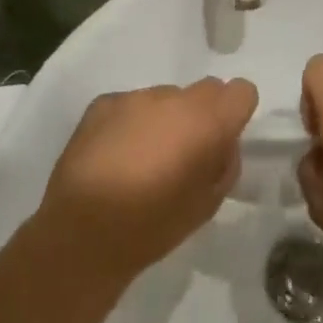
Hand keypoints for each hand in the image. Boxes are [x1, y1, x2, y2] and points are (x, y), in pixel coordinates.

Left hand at [39, 78, 258, 280]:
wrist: (81, 232)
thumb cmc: (152, 226)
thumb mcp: (208, 204)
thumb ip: (224, 163)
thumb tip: (221, 143)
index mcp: (205, 121)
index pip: (241, 91)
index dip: (235, 114)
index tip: (222, 141)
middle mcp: (172, 98)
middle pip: (205, 90)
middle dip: (203, 115)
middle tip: (184, 153)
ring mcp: (134, 97)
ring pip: (166, 98)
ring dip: (165, 119)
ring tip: (143, 159)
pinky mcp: (103, 103)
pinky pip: (132, 105)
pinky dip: (133, 123)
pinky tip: (116, 155)